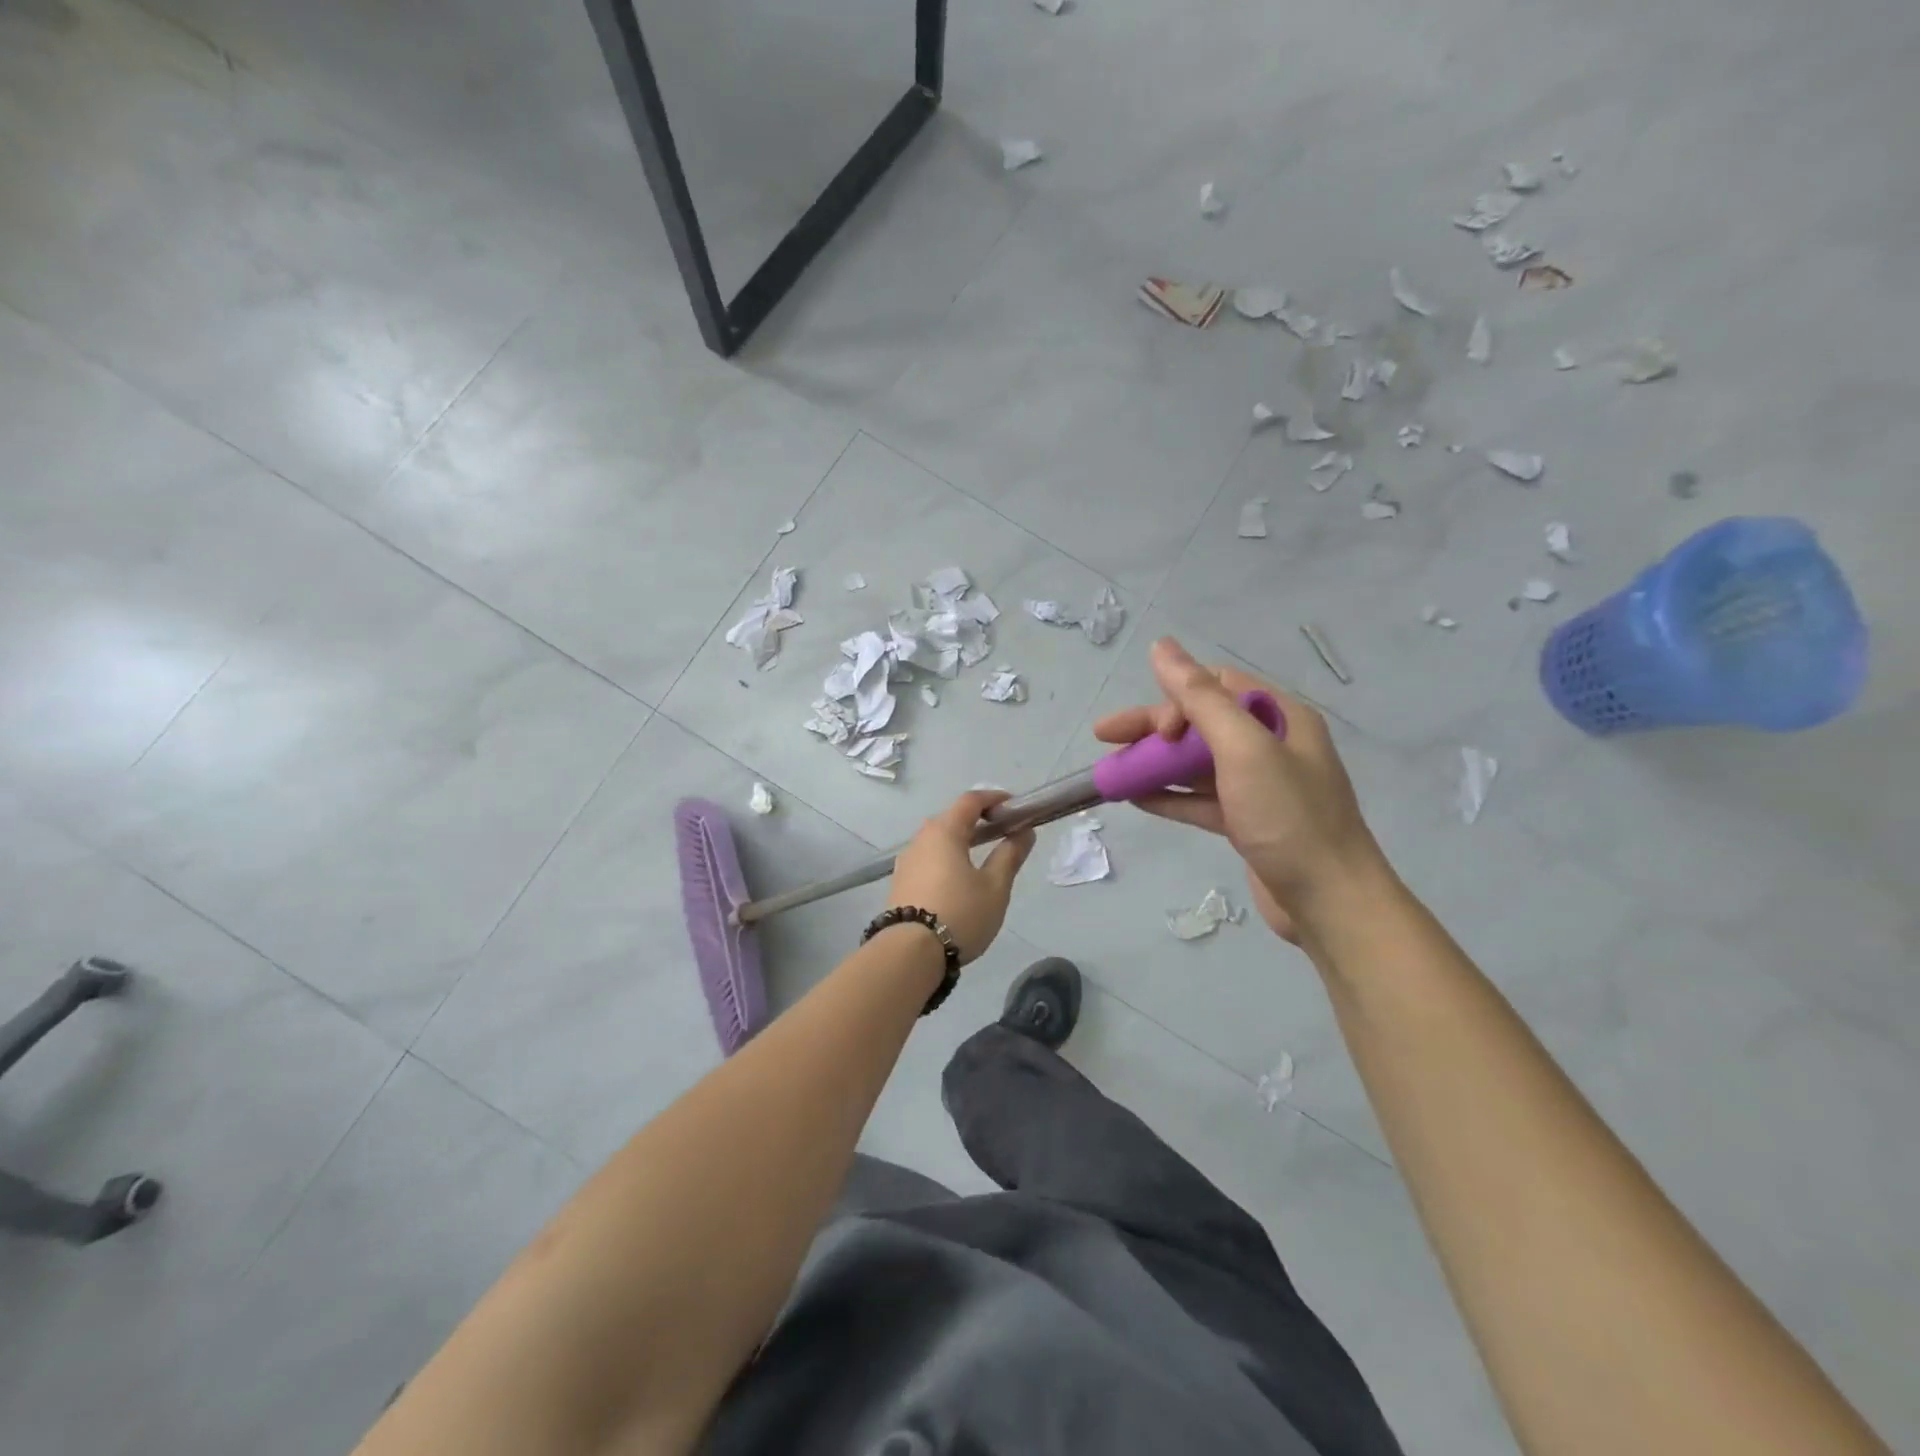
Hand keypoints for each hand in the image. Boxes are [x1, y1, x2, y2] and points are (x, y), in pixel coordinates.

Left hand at [888, 790, 1036, 962]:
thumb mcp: (995, 886)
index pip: (970, 801)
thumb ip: (1010, 855)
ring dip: (960, 840)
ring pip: (937, 840)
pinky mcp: (900, 881)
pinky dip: (946, 858)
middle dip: (977, 820)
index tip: (1014, 807)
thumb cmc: (960, 913)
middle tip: (1002, 832)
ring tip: (982, 858)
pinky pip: (928, 858)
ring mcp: (906, 861)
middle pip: (951, 818)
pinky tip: (957, 879)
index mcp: (944, 832)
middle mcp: (921, 839)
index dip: (994, 799)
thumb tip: (1024, 832)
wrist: (910, 953)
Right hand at [1092, 638, 1388, 942]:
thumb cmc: (1289, 818)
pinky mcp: (1247, 822)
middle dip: (1152, 730)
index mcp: (1280, 718)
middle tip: (1104, 737)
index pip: (1217, 687)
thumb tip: (1161, 646)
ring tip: (1111, 773)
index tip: (1157, 731)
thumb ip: (1200, 697)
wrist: (1330, 904)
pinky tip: (1135, 798)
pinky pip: (1199, 798)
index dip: (1177, 699)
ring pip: (1195, 763)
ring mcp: (1259, 787)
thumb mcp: (1243, 749)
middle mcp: (1271, 746)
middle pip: (1200, 724)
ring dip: (1155, 764)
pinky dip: (1168, 796)